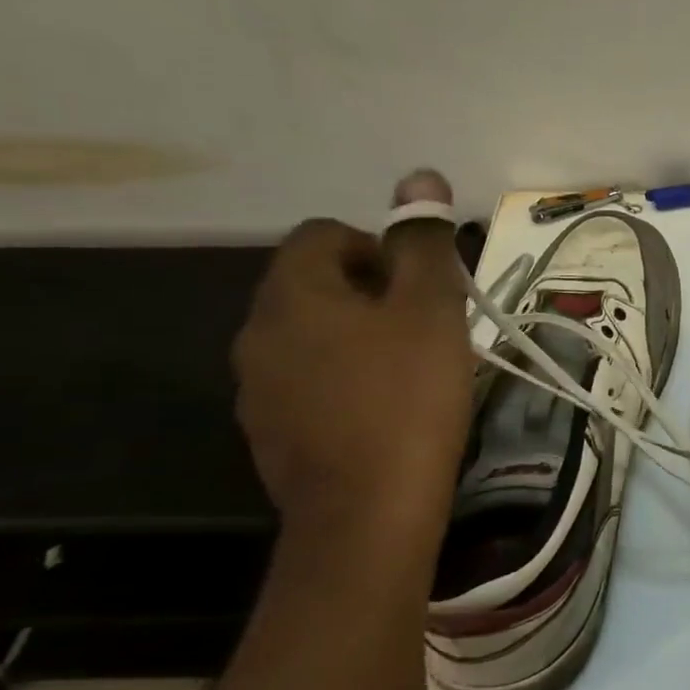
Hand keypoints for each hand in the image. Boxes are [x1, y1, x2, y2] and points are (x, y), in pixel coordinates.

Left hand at [233, 170, 472, 539]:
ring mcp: (258, 389)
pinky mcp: (271, 434)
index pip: (324, 235)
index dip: (380, 249)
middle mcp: (258, 333)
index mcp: (292, 294)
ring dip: (359, 339)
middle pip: (316, 285)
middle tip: (428, 329)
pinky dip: (345, 383)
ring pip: (313, 337)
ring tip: (413, 373)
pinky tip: (386, 414)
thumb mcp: (431, 309)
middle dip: (374, 295)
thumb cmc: (407, 397)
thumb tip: (420, 176)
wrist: (368, 514)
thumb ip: (423, 241)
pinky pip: (309, 384)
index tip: (423, 289)